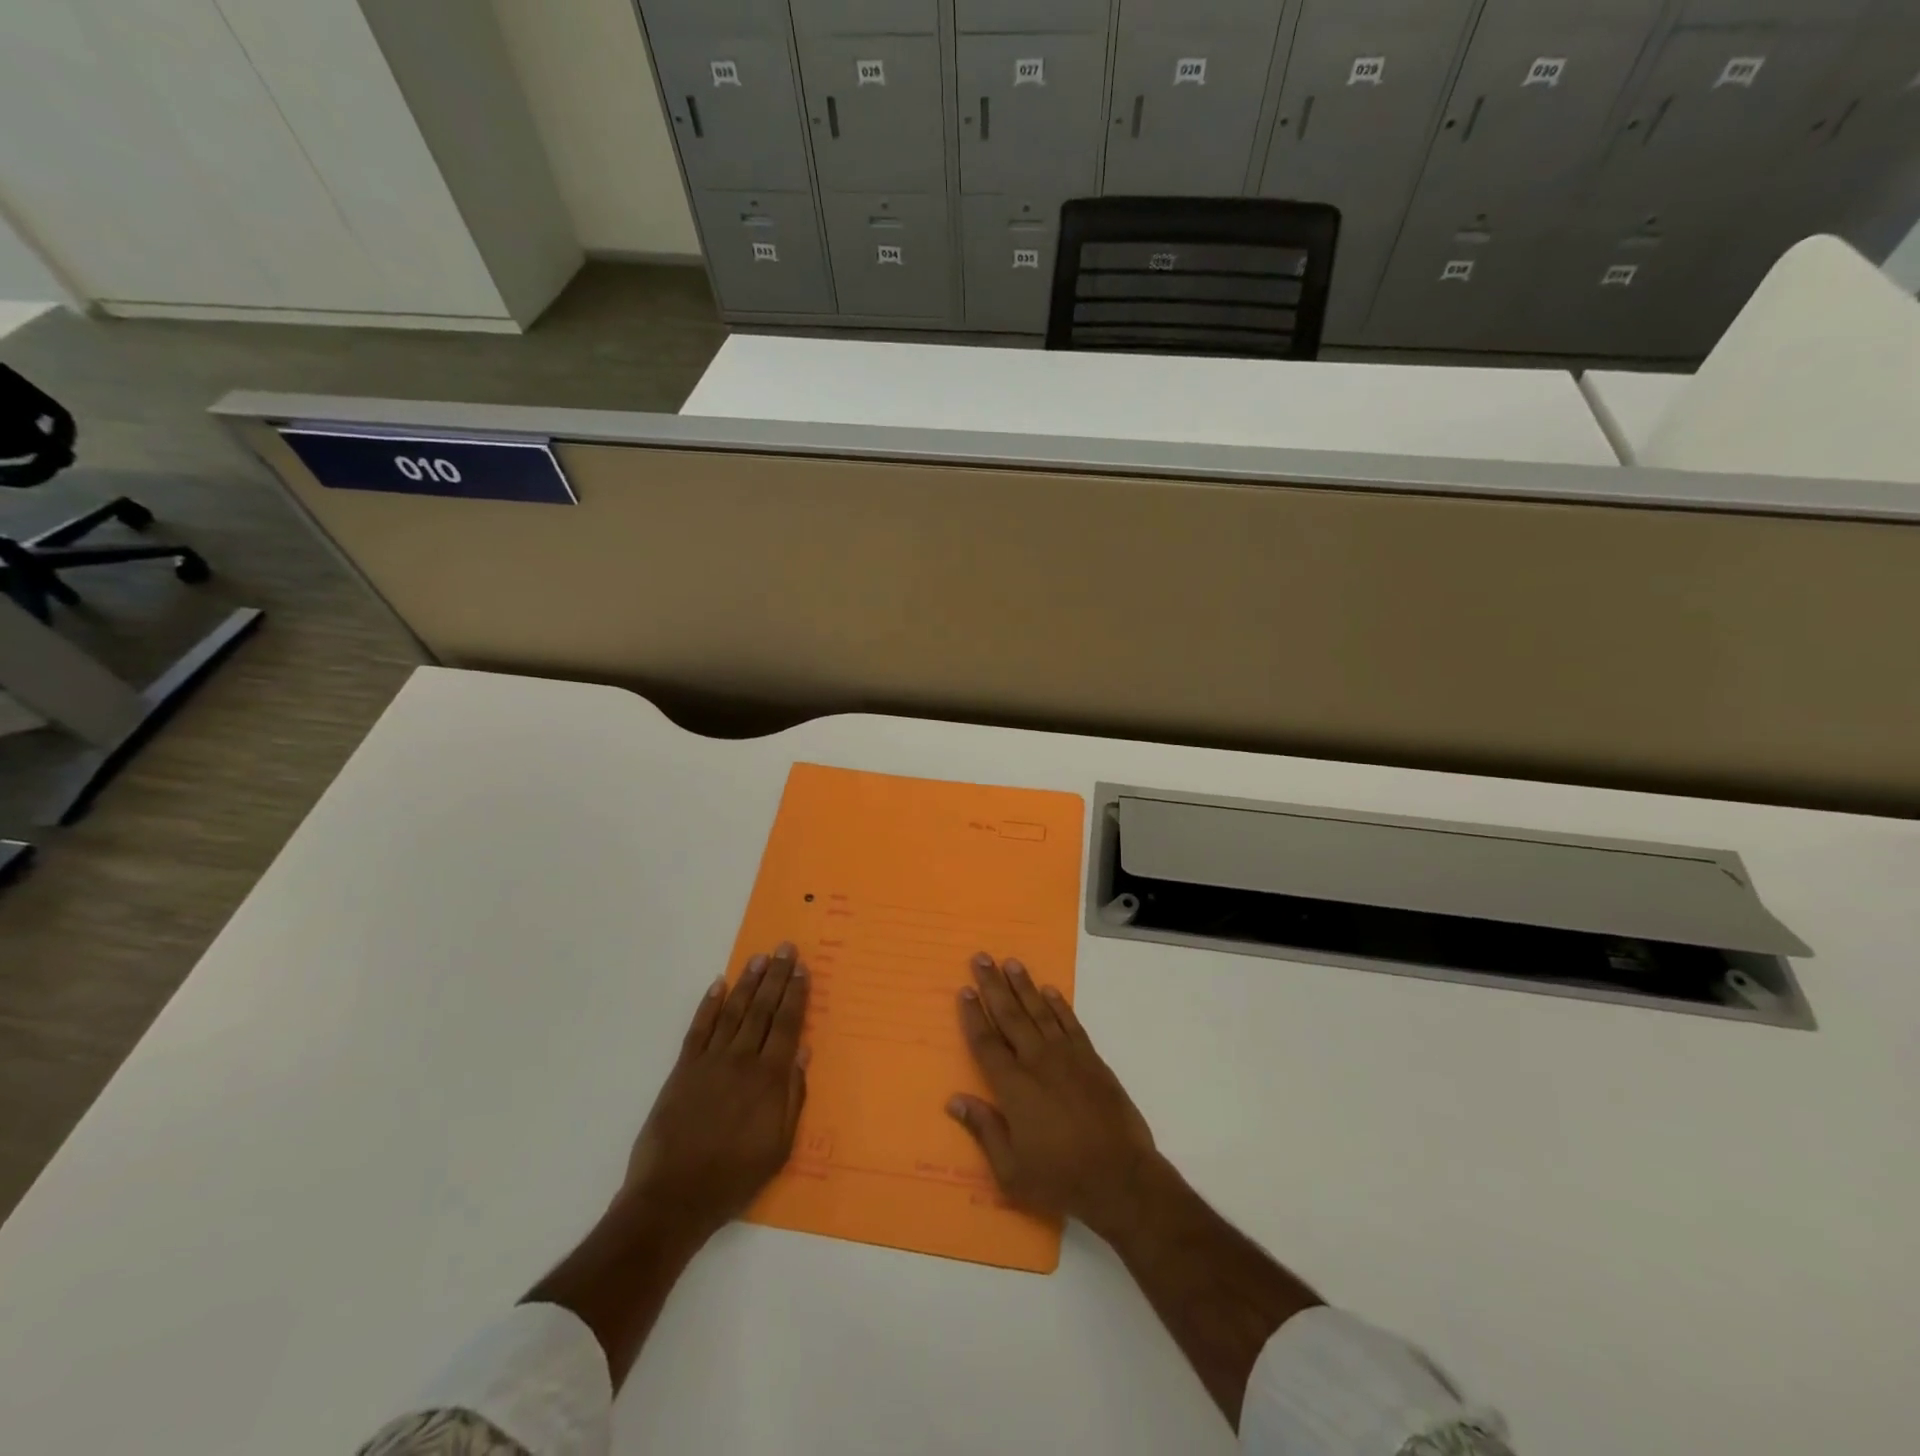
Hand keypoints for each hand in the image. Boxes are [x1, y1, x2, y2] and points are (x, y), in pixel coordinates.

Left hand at [621, 944, 809, 1241]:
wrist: (673, 1197)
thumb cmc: (734, 1177)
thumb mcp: (779, 1147)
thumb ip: (793, 1097)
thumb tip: (804, 1052)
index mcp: (769, 1078)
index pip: (787, 1024)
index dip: (796, 994)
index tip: (802, 968)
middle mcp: (742, 1060)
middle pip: (763, 1009)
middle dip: (776, 976)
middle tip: (785, 948)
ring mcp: (710, 1062)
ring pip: (733, 1011)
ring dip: (748, 982)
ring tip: (759, 958)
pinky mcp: (683, 1070)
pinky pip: (698, 1029)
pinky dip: (708, 1005)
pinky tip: (718, 985)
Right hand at [947, 952, 1157, 1235]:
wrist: (1121, 1177)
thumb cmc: (1060, 1179)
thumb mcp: (1011, 1170)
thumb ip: (984, 1130)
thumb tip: (955, 1100)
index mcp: (1013, 1087)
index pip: (986, 1043)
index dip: (973, 1016)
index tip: (964, 991)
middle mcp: (1038, 1062)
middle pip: (1010, 1015)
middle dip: (994, 985)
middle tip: (981, 958)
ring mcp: (1067, 1057)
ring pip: (1040, 1011)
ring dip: (1024, 986)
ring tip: (1011, 962)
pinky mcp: (1092, 1060)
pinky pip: (1071, 1023)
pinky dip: (1059, 1005)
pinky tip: (1050, 991)